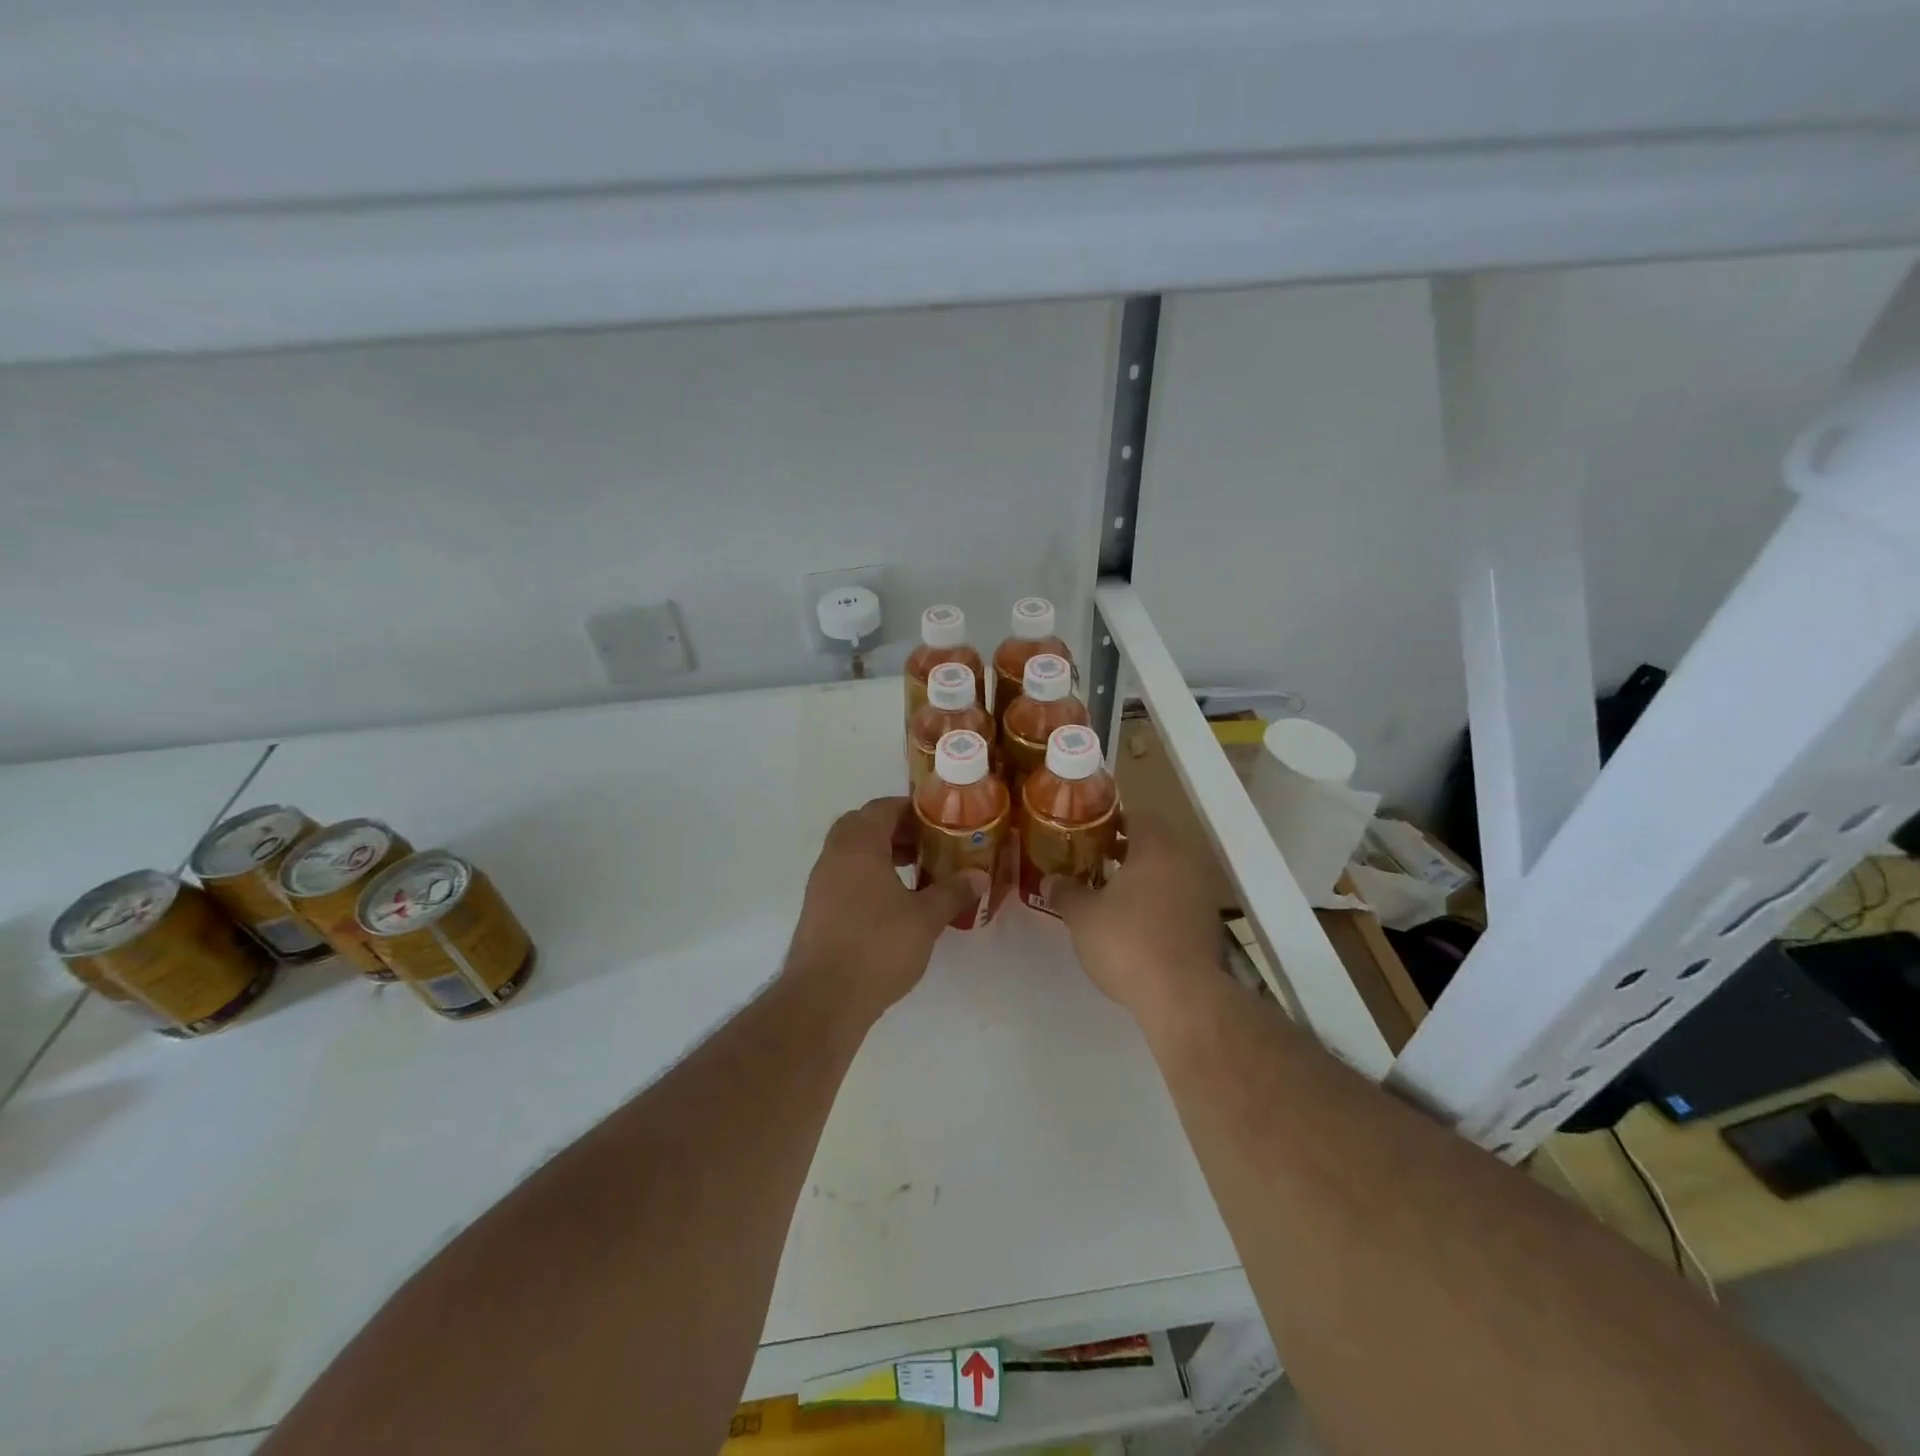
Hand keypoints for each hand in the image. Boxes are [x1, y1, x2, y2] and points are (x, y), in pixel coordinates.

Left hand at [784, 797, 984, 1019]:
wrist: (824, 998)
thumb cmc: (878, 947)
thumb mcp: (925, 918)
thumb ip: (953, 892)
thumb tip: (979, 875)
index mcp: (859, 845)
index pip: (883, 808)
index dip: (912, 810)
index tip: (939, 821)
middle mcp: (834, 856)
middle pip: (864, 826)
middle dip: (897, 831)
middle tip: (929, 846)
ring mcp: (820, 884)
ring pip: (852, 853)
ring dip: (883, 854)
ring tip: (918, 874)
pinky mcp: (817, 910)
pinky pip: (845, 877)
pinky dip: (869, 877)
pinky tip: (895, 903)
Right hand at [1044, 816, 1220, 1021]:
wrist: (1183, 996)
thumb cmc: (1127, 942)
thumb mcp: (1082, 916)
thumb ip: (1066, 892)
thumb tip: (1050, 880)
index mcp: (1155, 848)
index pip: (1138, 816)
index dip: (1113, 821)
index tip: (1090, 834)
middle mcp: (1184, 862)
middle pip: (1155, 844)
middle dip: (1126, 851)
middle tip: (1096, 862)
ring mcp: (1202, 894)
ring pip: (1168, 873)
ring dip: (1144, 879)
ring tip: (1112, 896)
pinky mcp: (1209, 925)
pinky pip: (1179, 900)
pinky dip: (1159, 904)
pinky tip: (1137, 926)